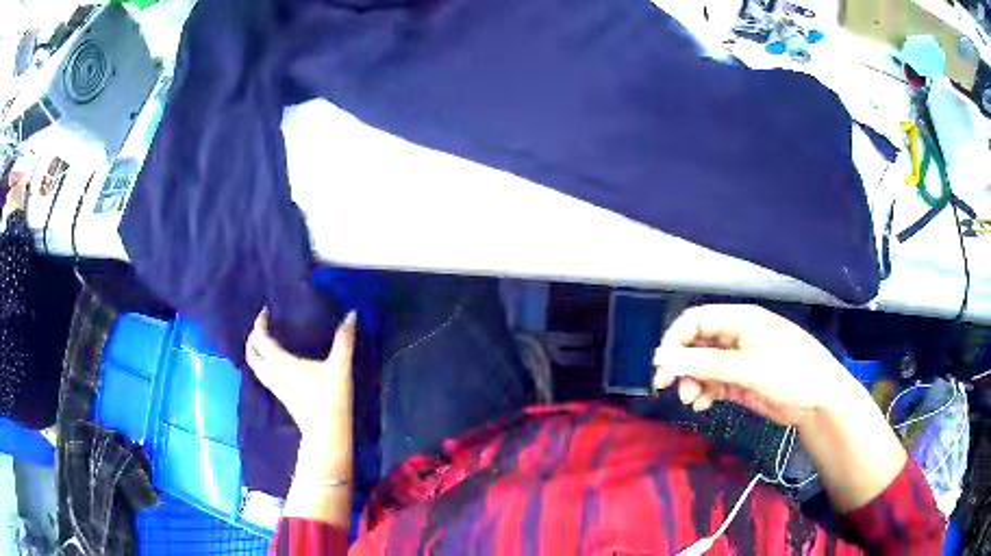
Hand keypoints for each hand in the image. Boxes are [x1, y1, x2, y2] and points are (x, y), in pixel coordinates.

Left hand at [246, 309, 355, 473]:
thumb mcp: (339, 367)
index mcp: (281, 363)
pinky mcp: (281, 396)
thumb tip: (352, 313)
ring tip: (266, 340)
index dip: (258, 324)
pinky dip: (263, 363)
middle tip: (261, 326)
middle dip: (252, 338)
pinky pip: (263, 374)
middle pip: (252, 354)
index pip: (260, 340)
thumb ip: (344, 340)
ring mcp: (275, 387)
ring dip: (256, 351)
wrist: (326, 433)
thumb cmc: (330, 398)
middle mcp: (273, 374)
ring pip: (255, 367)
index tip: (265, 311)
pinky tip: (276, 361)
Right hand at [652, 304, 856, 428]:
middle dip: (681, 364)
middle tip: (666, 388)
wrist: (819, 401)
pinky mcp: (742, 381)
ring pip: (702, 366)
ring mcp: (739, 360)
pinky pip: (713, 383)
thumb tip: (664, 359)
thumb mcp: (748, 367)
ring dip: (691, 381)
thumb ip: (706, 364)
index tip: (661, 366)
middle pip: (696, 344)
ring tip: (691, 400)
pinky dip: (704, 392)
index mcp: (740, 320)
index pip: (696, 320)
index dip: (675, 339)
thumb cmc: (790, 373)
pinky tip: (702, 404)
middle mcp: (736, 336)